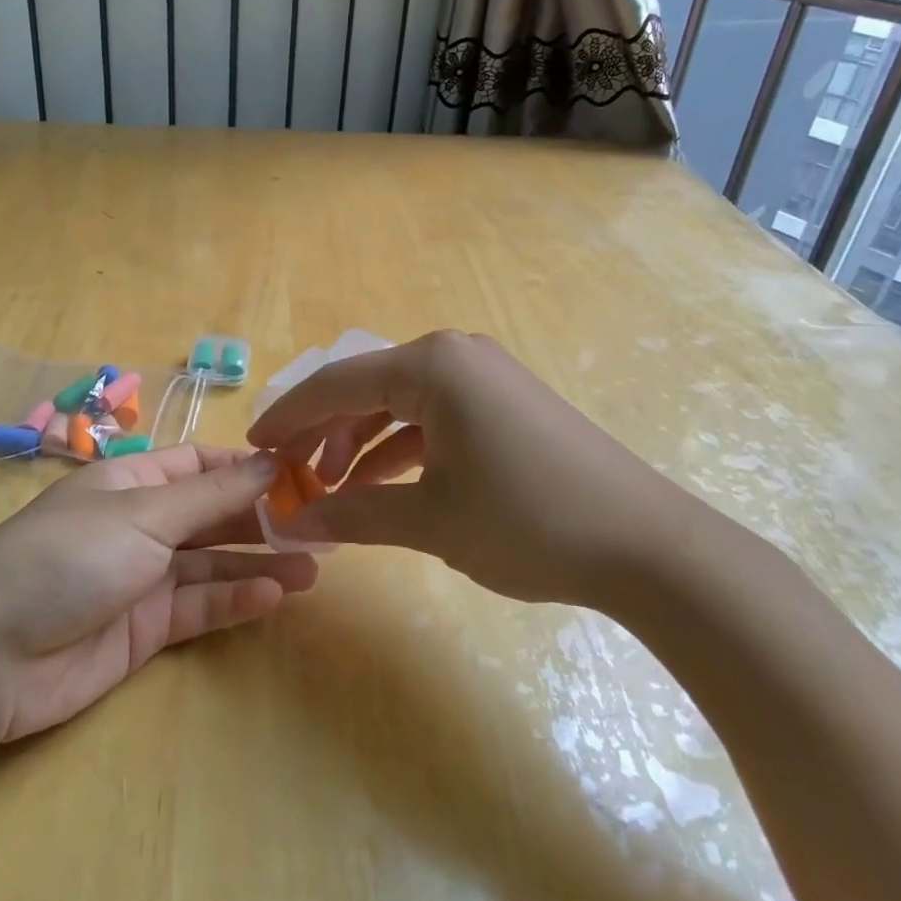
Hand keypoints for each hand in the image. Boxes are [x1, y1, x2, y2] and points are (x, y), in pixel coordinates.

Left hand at [0, 445, 316, 744]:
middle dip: (261, 518)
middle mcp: (140, 524)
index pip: (200, 465)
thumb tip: (272, 459)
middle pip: (212, 514)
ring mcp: (143, 577)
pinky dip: (234, 599)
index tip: (300, 474)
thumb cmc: (68, 557)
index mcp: (132, 482)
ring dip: (258, 562)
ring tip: (312, 568)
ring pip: (212, 563)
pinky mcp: (145, 629)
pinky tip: (272, 595)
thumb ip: (212, 495)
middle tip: (319, 526)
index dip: (247, 468)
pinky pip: (199, 606)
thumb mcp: (144, 514)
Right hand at [246, 330, 689, 607]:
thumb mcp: (429, 520)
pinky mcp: (504, 404)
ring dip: (359, 443)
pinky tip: (380, 484)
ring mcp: (483, 377)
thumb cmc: (527, 521)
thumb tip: (288, 523)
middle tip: (286, 475)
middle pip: (364, 388)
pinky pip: (433, 416)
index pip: (335, 384)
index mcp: (430, 365)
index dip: (287, 418)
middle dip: (321, 432)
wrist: (649, 546)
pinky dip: (401, 448)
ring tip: (329, 489)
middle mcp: (453, 355)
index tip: (251, 447)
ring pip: (398, 403)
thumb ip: (353, 515)